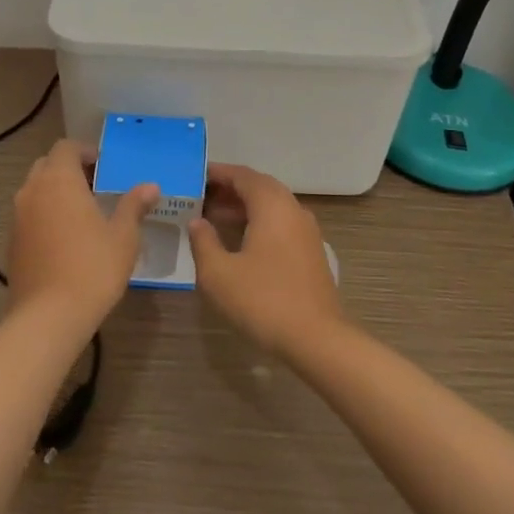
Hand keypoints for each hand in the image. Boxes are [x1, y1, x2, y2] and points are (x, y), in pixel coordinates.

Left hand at [8, 139, 157, 333]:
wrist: (48, 317)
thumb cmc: (92, 268)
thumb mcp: (123, 236)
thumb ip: (134, 206)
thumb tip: (150, 187)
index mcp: (59, 179)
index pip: (66, 147)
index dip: (85, 151)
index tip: (105, 166)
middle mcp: (33, 190)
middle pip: (48, 165)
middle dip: (69, 169)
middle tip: (96, 187)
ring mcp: (18, 217)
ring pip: (35, 190)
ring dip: (56, 192)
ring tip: (83, 213)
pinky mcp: (12, 242)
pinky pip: (29, 215)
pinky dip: (45, 215)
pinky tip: (66, 239)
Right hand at [189, 163, 343, 356]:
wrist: (317, 339)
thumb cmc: (264, 300)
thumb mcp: (219, 274)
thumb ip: (203, 242)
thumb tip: (197, 222)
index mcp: (271, 205)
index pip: (242, 175)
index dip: (218, 173)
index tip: (195, 175)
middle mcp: (293, 209)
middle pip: (259, 187)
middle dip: (230, 189)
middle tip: (201, 197)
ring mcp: (306, 231)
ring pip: (272, 206)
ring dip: (244, 207)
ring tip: (214, 219)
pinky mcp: (311, 252)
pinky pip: (281, 223)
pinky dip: (259, 222)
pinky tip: (241, 243)